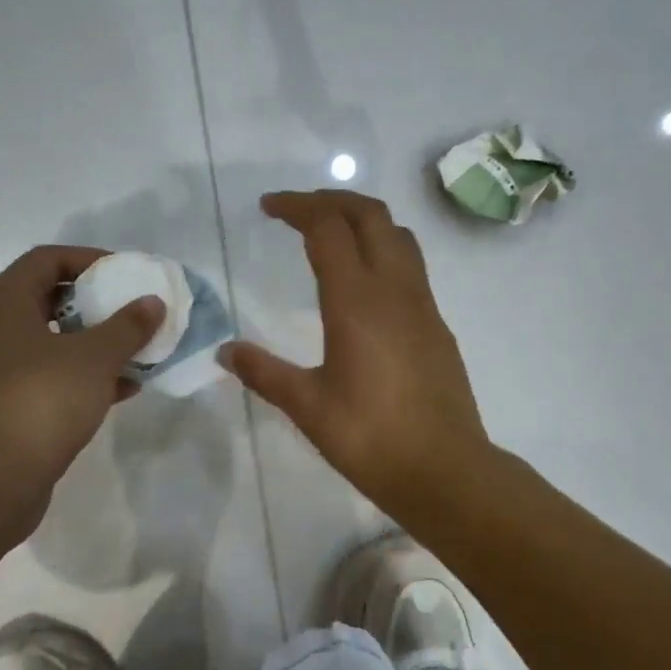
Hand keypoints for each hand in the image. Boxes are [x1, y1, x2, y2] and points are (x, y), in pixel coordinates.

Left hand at [0, 245, 163, 497]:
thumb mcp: (94, 357)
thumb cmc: (40, 400)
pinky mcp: (6, 403)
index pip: (49, 258)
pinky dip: (86, 375)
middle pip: (51, 298)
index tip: (129, 274)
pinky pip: (52, 375)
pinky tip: (126, 388)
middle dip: (98, 303)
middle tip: (136, 310)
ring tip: (139, 349)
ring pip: (54, 341)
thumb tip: (152, 302)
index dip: (91, 259)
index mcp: (4, 300)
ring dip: (96, 342)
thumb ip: (128, 325)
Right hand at [220, 190, 489, 519]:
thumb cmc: (371, 439)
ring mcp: (423, 305)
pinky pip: (411, 266)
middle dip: (332, 200)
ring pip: (398, 235)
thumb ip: (265, 373)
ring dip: (364, 220)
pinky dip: (383, 250)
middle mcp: (395, 290)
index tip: (268, 208)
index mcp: (357, 301)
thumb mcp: (308, 407)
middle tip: (298, 211)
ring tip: (332, 234)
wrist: (444, 469)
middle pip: (370, 214)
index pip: (328, 227)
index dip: (297, 207)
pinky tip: (364, 284)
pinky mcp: (438, 325)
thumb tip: (226, 352)